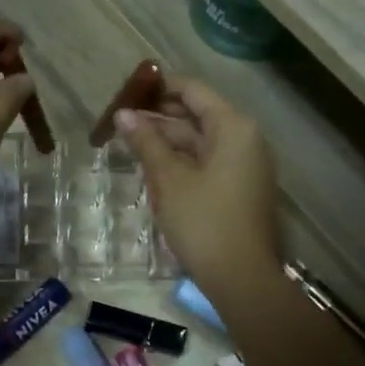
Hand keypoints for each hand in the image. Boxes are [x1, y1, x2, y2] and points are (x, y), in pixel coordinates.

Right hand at [114, 78, 282, 304]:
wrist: (241, 278)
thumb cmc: (204, 222)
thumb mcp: (169, 180)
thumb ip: (146, 142)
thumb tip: (123, 115)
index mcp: (233, 127)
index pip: (193, 90)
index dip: (158, 88)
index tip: (126, 93)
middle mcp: (244, 138)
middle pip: (197, 115)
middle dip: (159, 116)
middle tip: (120, 122)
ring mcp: (244, 164)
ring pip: (199, 141)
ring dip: (166, 140)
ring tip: (129, 143)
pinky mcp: (239, 188)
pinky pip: (207, 162)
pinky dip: (181, 160)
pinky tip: (153, 168)